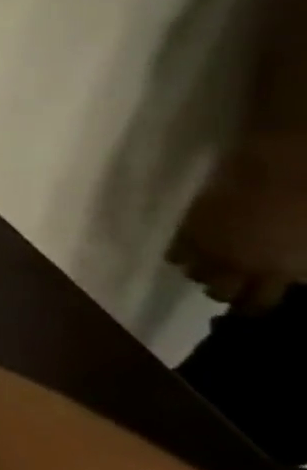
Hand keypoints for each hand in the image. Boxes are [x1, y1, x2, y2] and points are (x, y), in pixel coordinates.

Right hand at [168, 134, 306, 312]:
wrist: (284, 165)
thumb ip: (301, 263)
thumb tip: (293, 277)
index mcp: (280, 270)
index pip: (259, 304)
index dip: (258, 304)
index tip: (260, 300)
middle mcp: (239, 266)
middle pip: (220, 293)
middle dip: (228, 289)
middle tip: (237, 281)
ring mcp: (209, 248)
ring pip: (194, 275)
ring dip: (204, 272)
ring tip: (213, 263)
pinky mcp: (189, 231)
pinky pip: (176, 254)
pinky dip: (184, 256)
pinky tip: (194, 249)